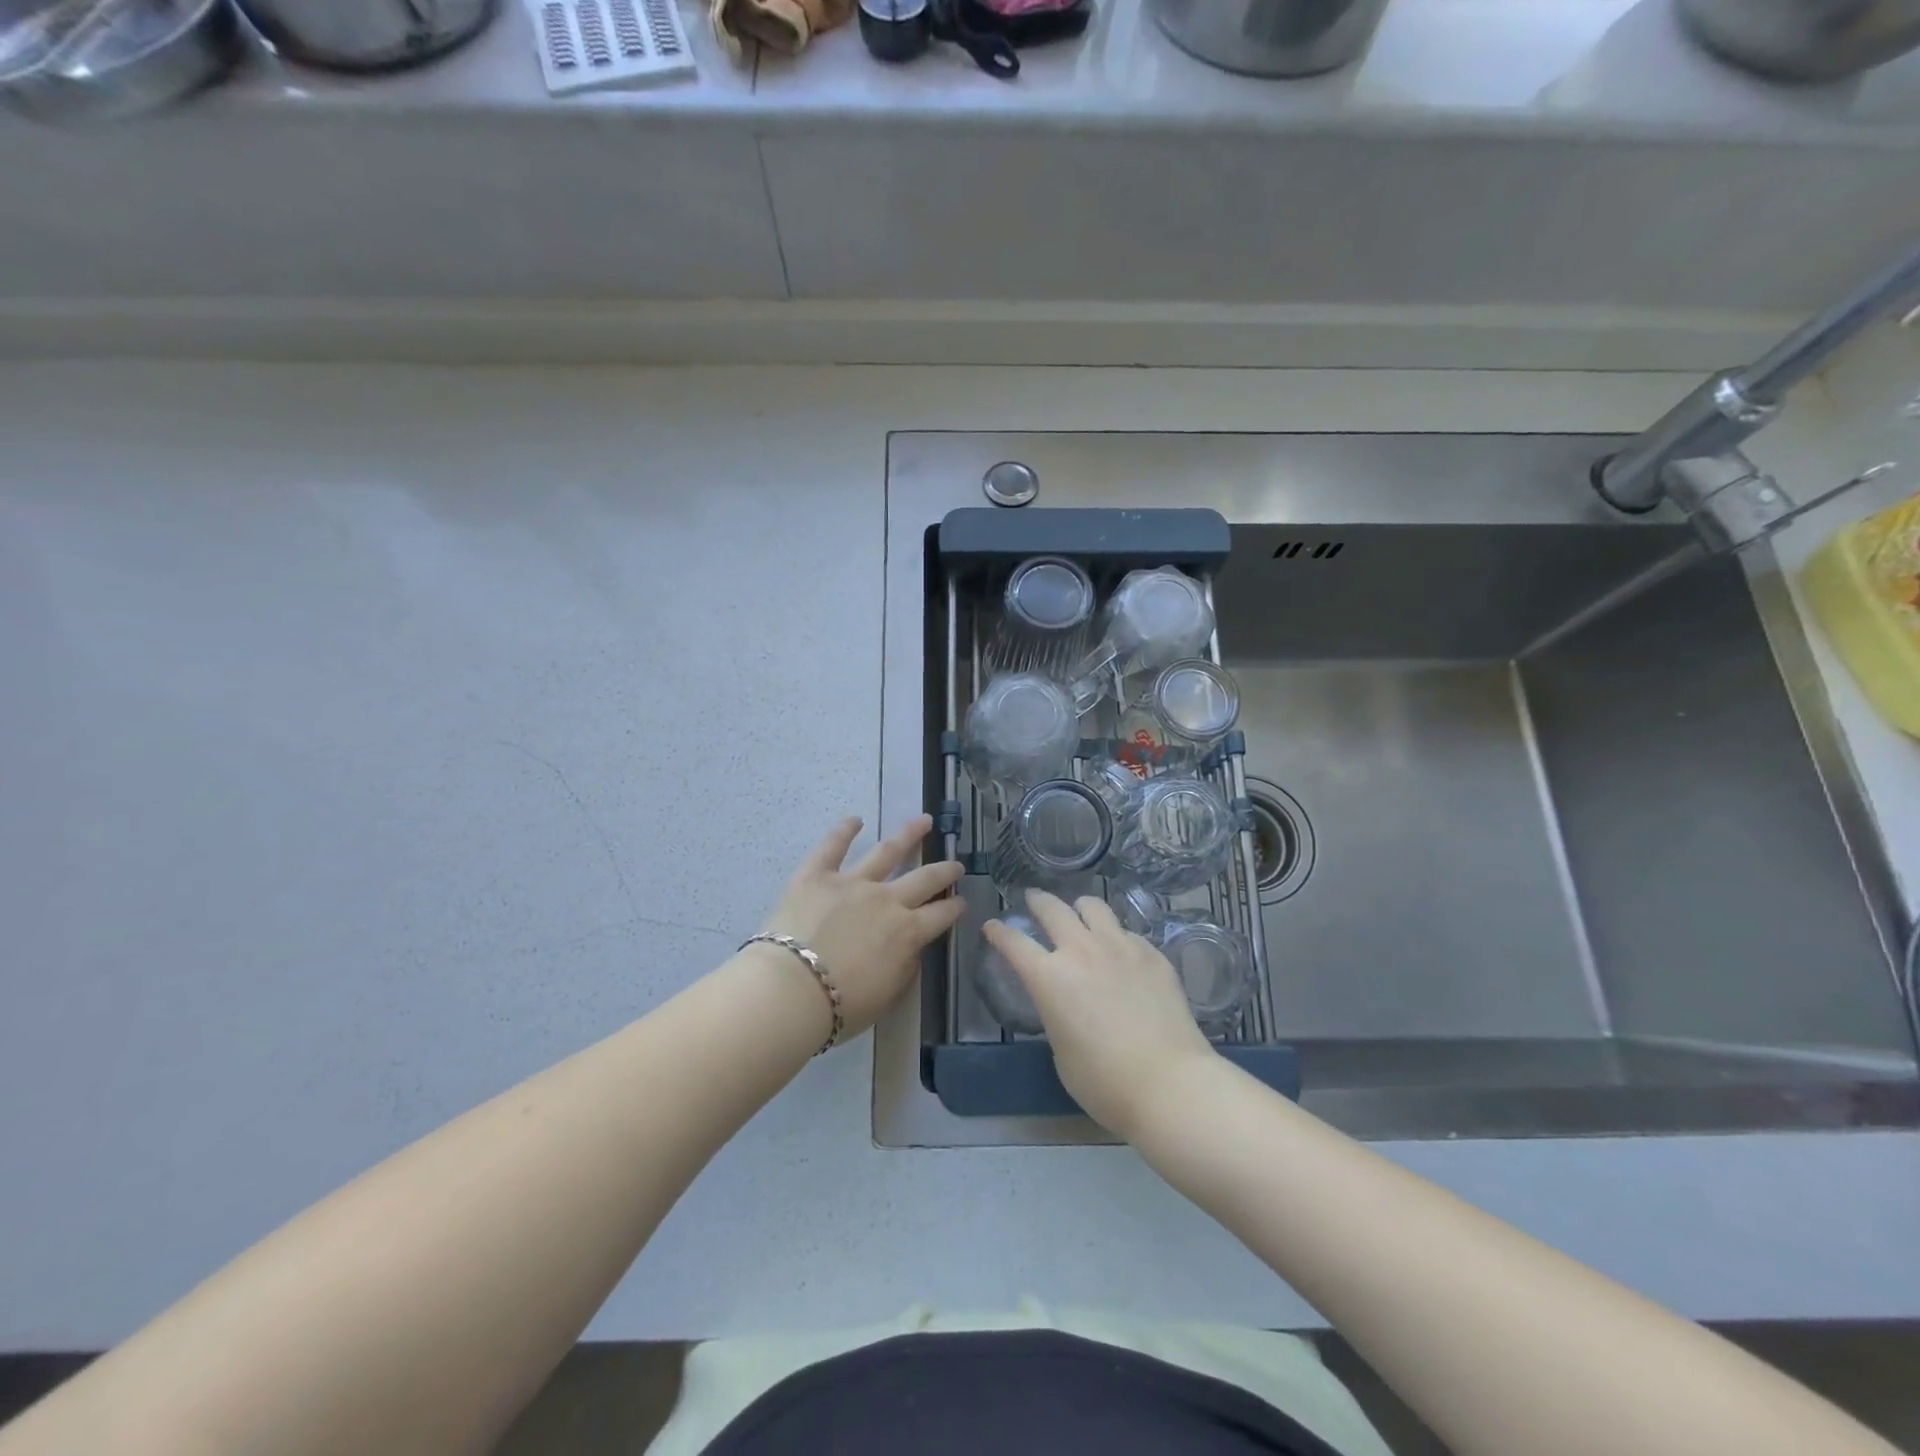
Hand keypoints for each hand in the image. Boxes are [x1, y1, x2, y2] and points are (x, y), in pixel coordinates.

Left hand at [758, 815, 965, 1037]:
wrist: (791, 991)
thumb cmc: (839, 1006)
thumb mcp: (886, 996)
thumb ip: (903, 968)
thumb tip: (910, 949)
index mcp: (907, 933)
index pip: (940, 916)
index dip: (954, 908)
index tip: (962, 901)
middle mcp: (887, 900)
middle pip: (924, 879)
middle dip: (944, 871)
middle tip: (956, 864)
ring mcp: (852, 882)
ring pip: (887, 851)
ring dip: (908, 835)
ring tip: (924, 821)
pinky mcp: (817, 874)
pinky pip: (832, 846)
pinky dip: (844, 830)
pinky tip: (855, 819)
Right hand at [982, 890, 1218, 1139]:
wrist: (1170, 1084)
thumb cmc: (1104, 1082)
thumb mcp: (1061, 1051)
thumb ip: (1056, 1013)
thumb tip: (1065, 1001)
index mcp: (1049, 977)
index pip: (1014, 942)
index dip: (999, 932)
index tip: (992, 926)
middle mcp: (1082, 950)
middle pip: (1053, 908)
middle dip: (1038, 901)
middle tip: (1034, 900)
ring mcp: (1120, 946)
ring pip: (1093, 906)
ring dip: (1079, 908)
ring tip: (1079, 914)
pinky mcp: (1152, 954)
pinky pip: (1126, 932)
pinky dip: (1115, 936)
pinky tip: (1120, 952)